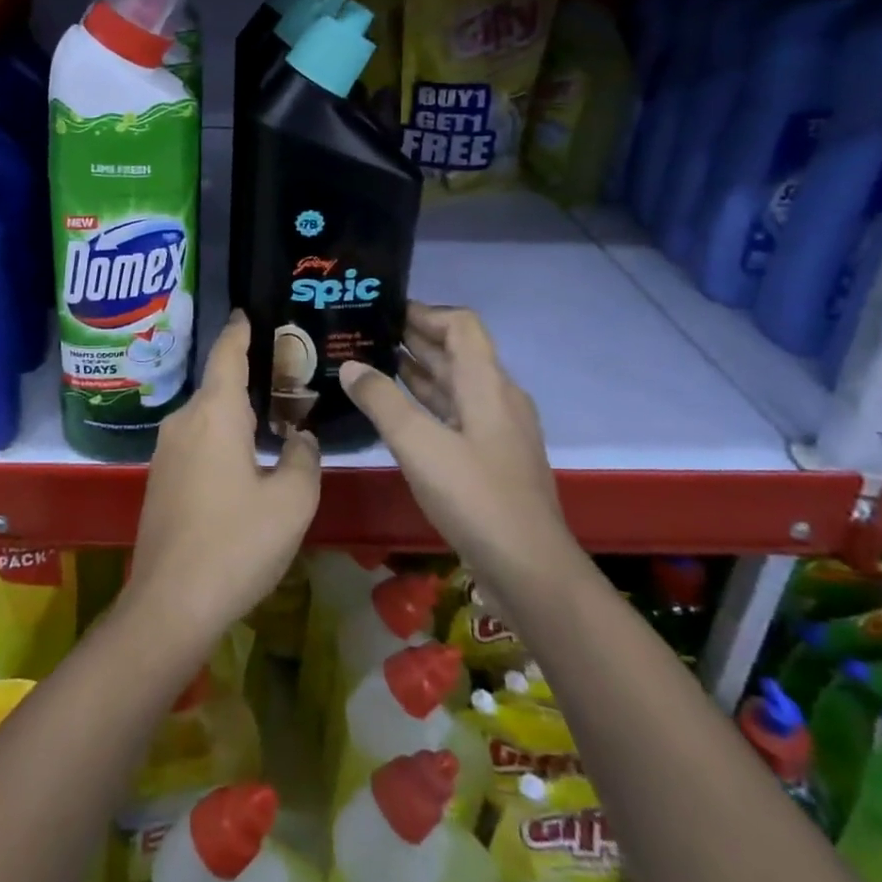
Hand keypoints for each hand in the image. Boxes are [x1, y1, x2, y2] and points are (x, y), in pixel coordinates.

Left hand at [127, 310, 320, 642]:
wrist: (170, 604)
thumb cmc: (236, 543)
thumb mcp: (291, 501)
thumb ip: (303, 458)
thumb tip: (300, 438)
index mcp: (215, 413)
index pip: (227, 353)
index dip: (240, 330)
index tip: (247, 311)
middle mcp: (184, 421)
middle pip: (219, 386)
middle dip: (249, 377)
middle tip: (286, 374)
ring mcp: (166, 451)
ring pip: (208, 417)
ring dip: (236, 414)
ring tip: (271, 416)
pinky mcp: (160, 480)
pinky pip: (197, 442)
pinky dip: (222, 438)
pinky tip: (244, 460)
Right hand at [341, 303, 569, 585]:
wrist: (530, 570)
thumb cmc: (475, 496)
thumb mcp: (419, 444)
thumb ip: (381, 400)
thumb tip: (350, 365)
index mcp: (487, 383)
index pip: (460, 324)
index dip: (425, 312)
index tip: (384, 311)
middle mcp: (497, 397)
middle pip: (457, 352)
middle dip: (414, 339)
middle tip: (366, 334)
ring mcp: (497, 430)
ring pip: (455, 385)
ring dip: (418, 371)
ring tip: (372, 364)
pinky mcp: (492, 458)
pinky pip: (455, 413)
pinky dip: (426, 403)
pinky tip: (396, 411)